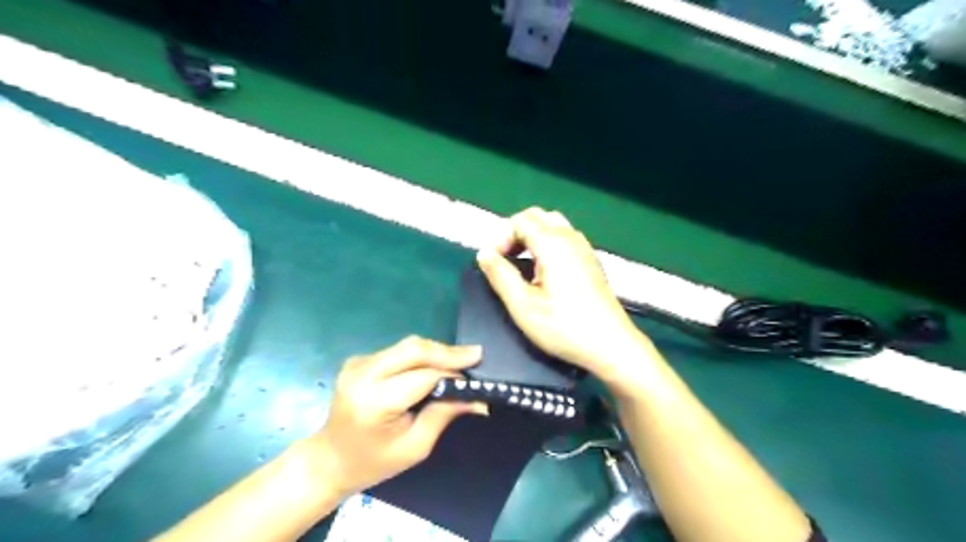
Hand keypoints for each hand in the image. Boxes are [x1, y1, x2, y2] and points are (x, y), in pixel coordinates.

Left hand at [311, 338, 485, 498]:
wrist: (330, 459)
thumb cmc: (374, 462)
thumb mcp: (415, 446)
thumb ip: (444, 414)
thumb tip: (478, 399)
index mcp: (375, 401)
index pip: (423, 376)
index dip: (452, 374)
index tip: (476, 375)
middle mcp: (363, 374)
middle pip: (414, 349)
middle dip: (447, 352)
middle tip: (475, 355)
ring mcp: (358, 364)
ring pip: (408, 346)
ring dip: (435, 352)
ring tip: (460, 361)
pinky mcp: (359, 360)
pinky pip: (398, 351)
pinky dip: (420, 356)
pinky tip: (434, 366)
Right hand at [476, 208, 651, 384]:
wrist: (611, 345)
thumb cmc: (564, 327)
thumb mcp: (523, 306)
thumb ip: (500, 276)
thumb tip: (484, 253)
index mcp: (553, 244)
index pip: (520, 220)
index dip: (501, 237)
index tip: (494, 263)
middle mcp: (571, 238)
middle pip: (537, 216)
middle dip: (515, 232)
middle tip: (505, 260)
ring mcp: (585, 248)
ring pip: (553, 224)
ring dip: (532, 236)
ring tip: (522, 264)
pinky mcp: (592, 261)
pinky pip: (566, 238)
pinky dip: (548, 243)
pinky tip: (544, 272)